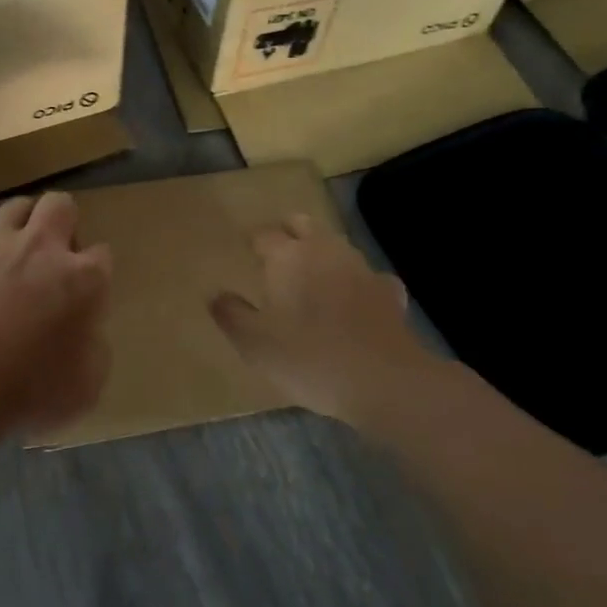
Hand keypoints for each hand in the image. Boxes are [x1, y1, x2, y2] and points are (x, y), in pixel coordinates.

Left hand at [0, 192, 113, 449]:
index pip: (102, 256)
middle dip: (63, 223)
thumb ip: (93, 348)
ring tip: (17, 258)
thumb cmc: (26, 391)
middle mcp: (41, 250)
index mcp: (82, 279)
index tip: (85, 298)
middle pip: (60, 205)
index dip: (95, 275)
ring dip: (24, 224)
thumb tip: (84, 332)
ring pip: (16, 207)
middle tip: (55, 259)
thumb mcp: (86, 386)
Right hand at [209, 214, 456, 429]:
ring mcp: (362, 269)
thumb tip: (216, 294)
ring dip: (321, 253)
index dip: (252, 240)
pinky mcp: (389, 293)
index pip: (264, 234)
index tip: (244, 251)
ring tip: (310, 275)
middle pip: (303, 224)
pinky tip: (354, 300)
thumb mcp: (254, 343)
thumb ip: (231, 314)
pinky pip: (368, 277)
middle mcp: (325, 251)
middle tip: (275, 252)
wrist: (384, 382)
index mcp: (288, 257)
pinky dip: (356, 282)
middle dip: (288, 231)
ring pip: (336, 245)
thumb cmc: (309, 358)